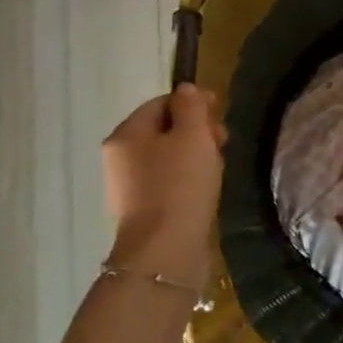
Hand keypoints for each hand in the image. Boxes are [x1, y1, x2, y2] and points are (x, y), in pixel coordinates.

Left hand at [102, 84, 225, 287]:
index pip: (161, 102)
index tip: (220, 111)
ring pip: (167, 157)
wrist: (166, 251)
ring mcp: (129, 187)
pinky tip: (206, 188)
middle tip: (222, 141)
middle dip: (196, 129)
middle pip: (163, 129)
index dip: (192, 102)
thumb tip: (185, 90)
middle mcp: (120, 158)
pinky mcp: (143, 211)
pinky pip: (168, 182)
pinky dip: (187, 179)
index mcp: (126, 134)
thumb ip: (191, 107)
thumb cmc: (180, 184)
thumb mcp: (192, 135)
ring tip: (218, 166)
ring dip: (195, 154)